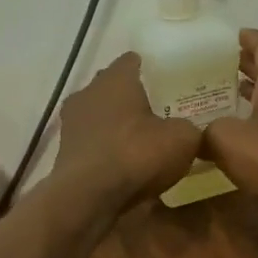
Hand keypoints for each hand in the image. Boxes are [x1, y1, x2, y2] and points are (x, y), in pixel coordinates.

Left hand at [50, 53, 201, 216]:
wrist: (88, 197)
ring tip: (141, 140)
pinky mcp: (64, 151)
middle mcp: (88, 92)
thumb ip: (191, 128)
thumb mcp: (182, 139)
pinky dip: (105, 148)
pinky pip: (92, 141)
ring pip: (100, 114)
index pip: (133, 60)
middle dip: (134, 97)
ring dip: (117, 124)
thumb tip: (193, 130)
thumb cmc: (136, 154)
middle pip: (114, 87)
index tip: (169, 82)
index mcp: (116, 78)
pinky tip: (123, 163)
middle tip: (160, 112)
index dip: (152, 69)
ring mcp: (71, 122)